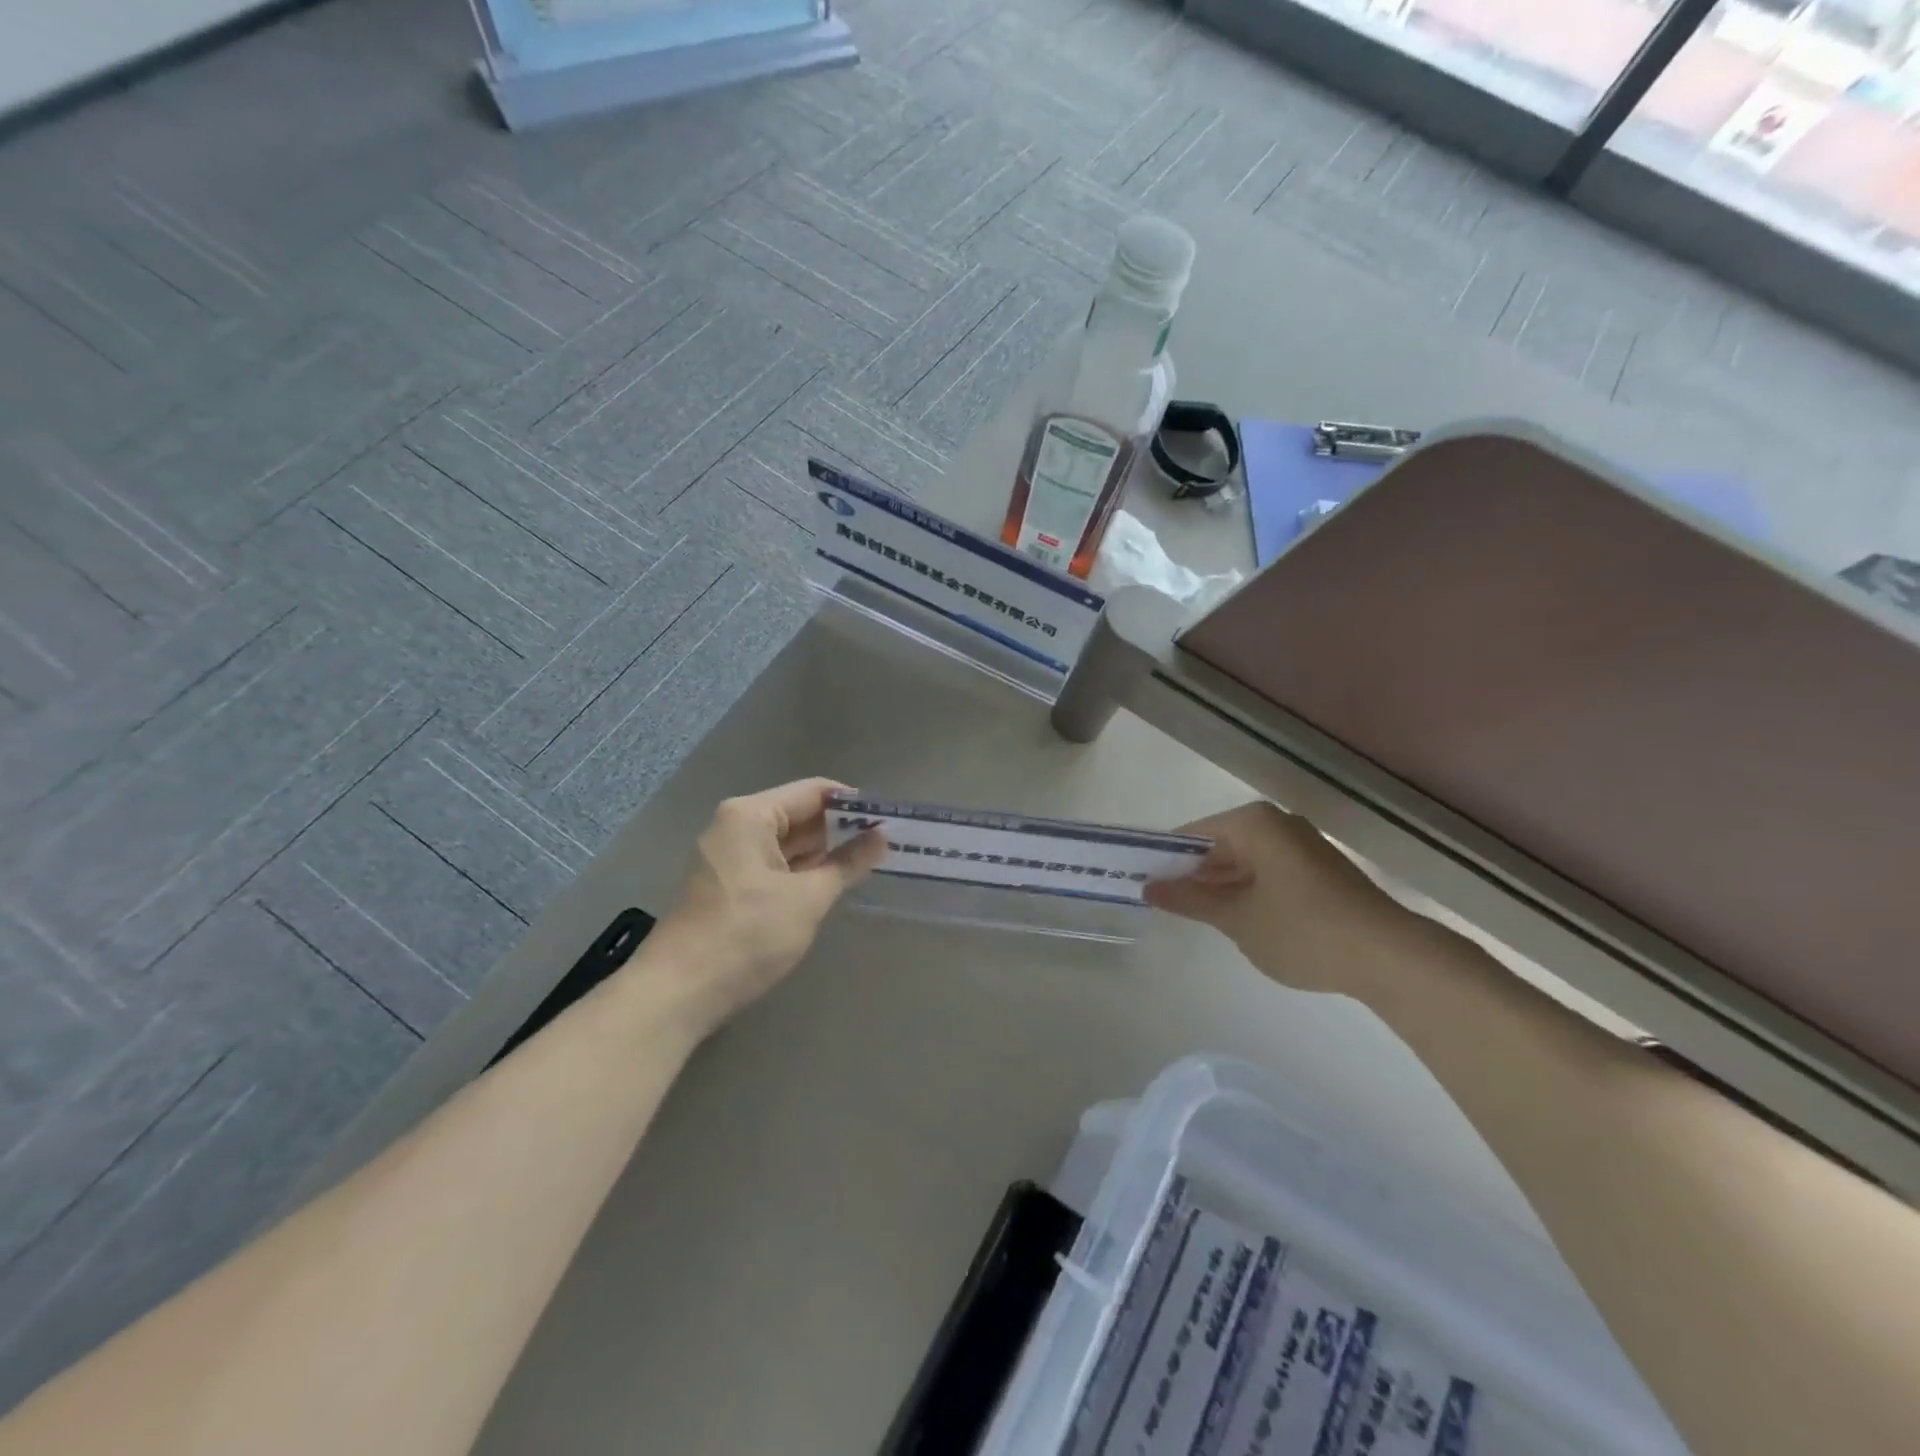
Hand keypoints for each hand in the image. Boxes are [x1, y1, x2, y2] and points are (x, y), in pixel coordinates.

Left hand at [649, 778, 883, 1033]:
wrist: (679, 992)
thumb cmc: (747, 934)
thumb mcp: (807, 899)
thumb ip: (847, 864)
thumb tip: (880, 838)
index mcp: (751, 815)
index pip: (814, 792)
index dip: (854, 803)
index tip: (889, 818)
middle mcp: (736, 825)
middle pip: (799, 814)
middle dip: (841, 828)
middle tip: (887, 841)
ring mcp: (729, 855)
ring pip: (788, 842)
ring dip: (824, 851)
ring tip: (871, 859)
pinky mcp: (728, 884)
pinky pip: (774, 864)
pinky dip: (803, 870)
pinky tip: (834, 881)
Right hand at [1144, 800, 1416, 998]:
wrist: (1389, 956)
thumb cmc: (1301, 929)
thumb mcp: (1236, 918)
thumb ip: (1190, 899)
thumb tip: (1148, 887)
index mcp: (1252, 824)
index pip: (1191, 835)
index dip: (1165, 860)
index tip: (1142, 885)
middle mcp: (1276, 824)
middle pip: (1218, 845)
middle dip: (1193, 874)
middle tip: (1163, 903)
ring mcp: (1301, 846)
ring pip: (1243, 861)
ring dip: (1220, 886)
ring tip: (1193, 915)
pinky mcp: (1318, 870)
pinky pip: (1267, 872)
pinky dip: (1247, 891)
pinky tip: (1236, 919)